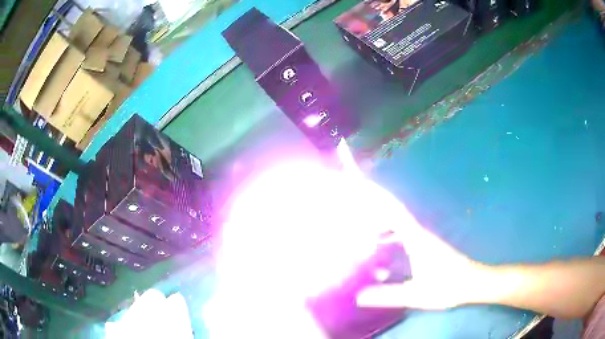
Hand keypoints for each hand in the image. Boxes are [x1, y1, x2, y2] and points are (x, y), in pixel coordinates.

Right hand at [354, 180, 485, 309]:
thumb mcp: (415, 294)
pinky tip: (381, 243)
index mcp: (417, 240)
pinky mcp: (426, 246)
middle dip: (375, 203)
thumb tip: (358, 297)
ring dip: (381, 218)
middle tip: (352, 202)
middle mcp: (419, 234)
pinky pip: (403, 232)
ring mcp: (424, 239)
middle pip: (394, 212)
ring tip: (360, 222)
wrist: (472, 282)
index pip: (394, 212)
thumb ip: (387, 296)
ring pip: (399, 222)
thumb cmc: (447, 286)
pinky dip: (389, 231)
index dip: (378, 196)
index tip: (361, 183)